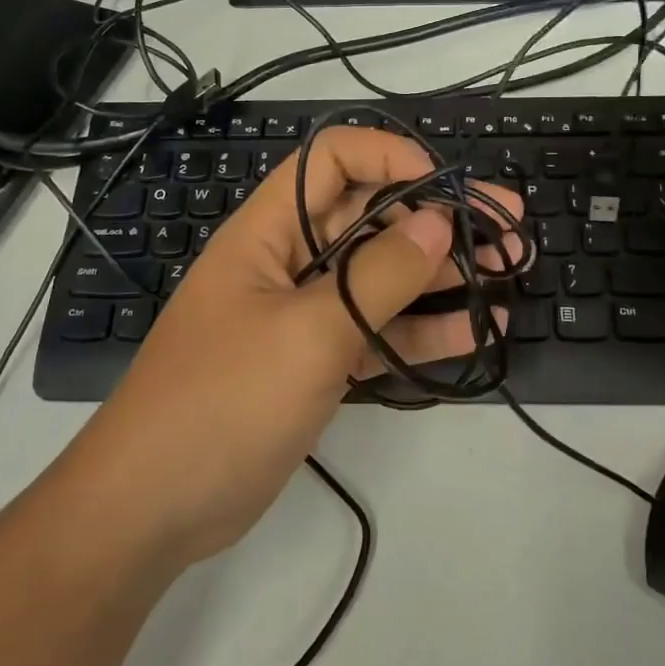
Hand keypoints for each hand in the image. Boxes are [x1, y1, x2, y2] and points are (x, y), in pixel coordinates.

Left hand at [63, 128, 521, 565]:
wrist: (155, 506)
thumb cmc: (224, 399)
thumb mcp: (308, 332)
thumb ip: (379, 275)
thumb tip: (438, 220)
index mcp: (270, 231)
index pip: (333, 161)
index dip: (391, 159)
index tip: (448, 187)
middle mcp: (290, 262)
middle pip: (371, 218)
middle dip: (438, 217)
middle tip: (510, 228)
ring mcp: (306, 316)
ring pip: (383, 277)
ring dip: (443, 273)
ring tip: (510, 271)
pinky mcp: (318, 364)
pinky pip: (379, 333)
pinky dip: (424, 330)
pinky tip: (479, 330)